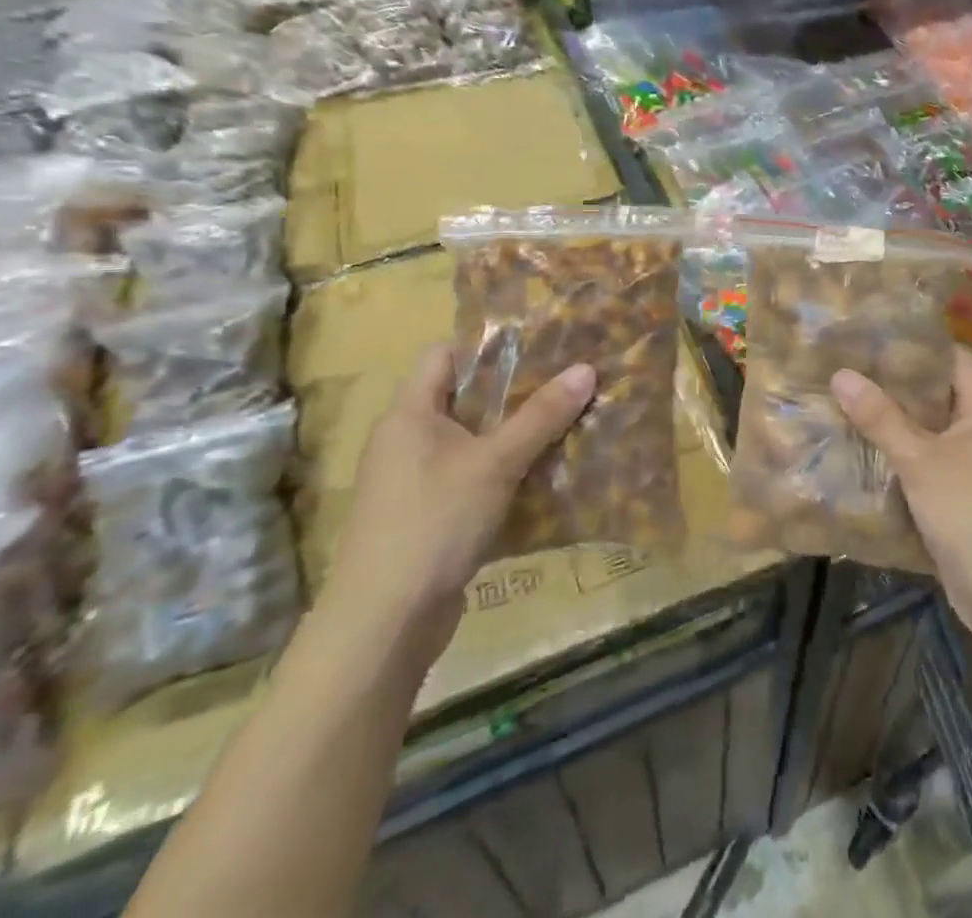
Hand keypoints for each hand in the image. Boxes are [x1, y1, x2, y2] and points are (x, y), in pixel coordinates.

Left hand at [324, 345, 595, 664]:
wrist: (384, 623)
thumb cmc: (434, 522)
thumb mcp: (495, 462)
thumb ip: (541, 416)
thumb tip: (587, 368)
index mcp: (409, 413)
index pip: (444, 355)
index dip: (488, 346)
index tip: (539, 347)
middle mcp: (405, 440)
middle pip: (463, 398)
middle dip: (514, 392)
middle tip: (564, 384)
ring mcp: (413, 482)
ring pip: (471, 442)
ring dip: (513, 436)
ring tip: (564, 425)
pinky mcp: (426, 518)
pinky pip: (470, 479)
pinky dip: (502, 474)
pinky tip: (542, 477)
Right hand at [833, 349, 971, 653]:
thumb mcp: (921, 461)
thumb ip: (881, 418)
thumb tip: (841, 373)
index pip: (956, 360)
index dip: (921, 344)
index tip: (877, 335)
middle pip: (940, 395)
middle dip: (899, 384)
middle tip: (852, 368)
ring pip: (932, 433)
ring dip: (897, 423)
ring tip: (850, 402)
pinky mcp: (964, 501)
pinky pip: (930, 465)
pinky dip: (902, 457)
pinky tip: (865, 453)